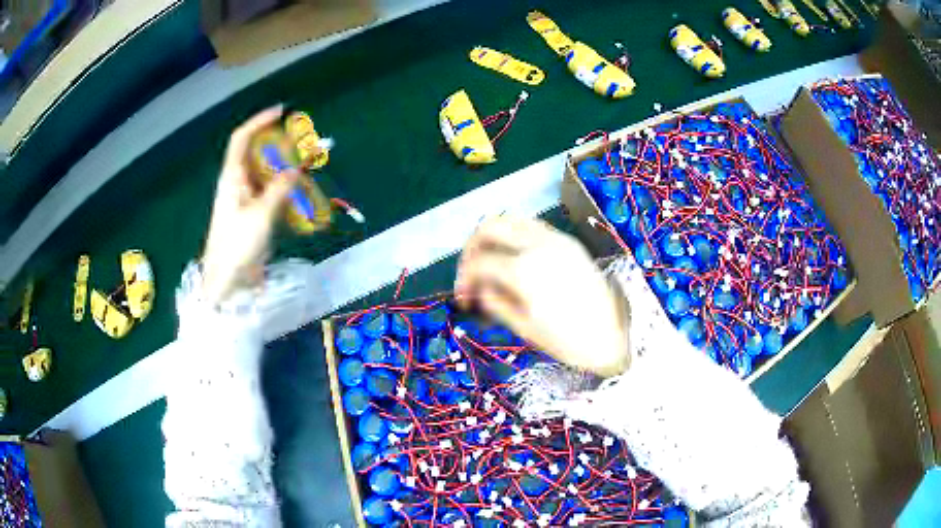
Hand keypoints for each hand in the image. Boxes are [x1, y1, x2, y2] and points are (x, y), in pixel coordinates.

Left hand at [202, 106, 298, 302]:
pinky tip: (298, 194)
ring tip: (307, 168)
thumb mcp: (261, 215)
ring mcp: (246, 199)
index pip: (242, 139)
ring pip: (268, 173)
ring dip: (287, 168)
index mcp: (232, 177)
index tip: (282, 112)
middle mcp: (238, 183)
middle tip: (305, 146)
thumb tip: (297, 167)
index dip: (259, 121)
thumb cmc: (237, 246)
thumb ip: (281, 188)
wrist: (227, 282)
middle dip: (282, 146)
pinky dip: (286, 189)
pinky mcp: (254, 214)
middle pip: (259, 154)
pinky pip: (271, 192)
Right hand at [455, 215, 629, 376]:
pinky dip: (515, 235)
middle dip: (471, 248)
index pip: (479, 263)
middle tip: (470, 273)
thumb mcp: (526, 329)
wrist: (617, 336)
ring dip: (493, 237)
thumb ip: (496, 303)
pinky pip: (532, 225)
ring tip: (491, 264)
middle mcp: (537, 244)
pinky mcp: (568, 241)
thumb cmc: (571, 342)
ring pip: (511, 218)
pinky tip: (515, 259)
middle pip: (489, 225)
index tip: (464, 301)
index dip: (464, 280)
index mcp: (524, 270)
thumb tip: (481, 289)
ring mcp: (556, 238)